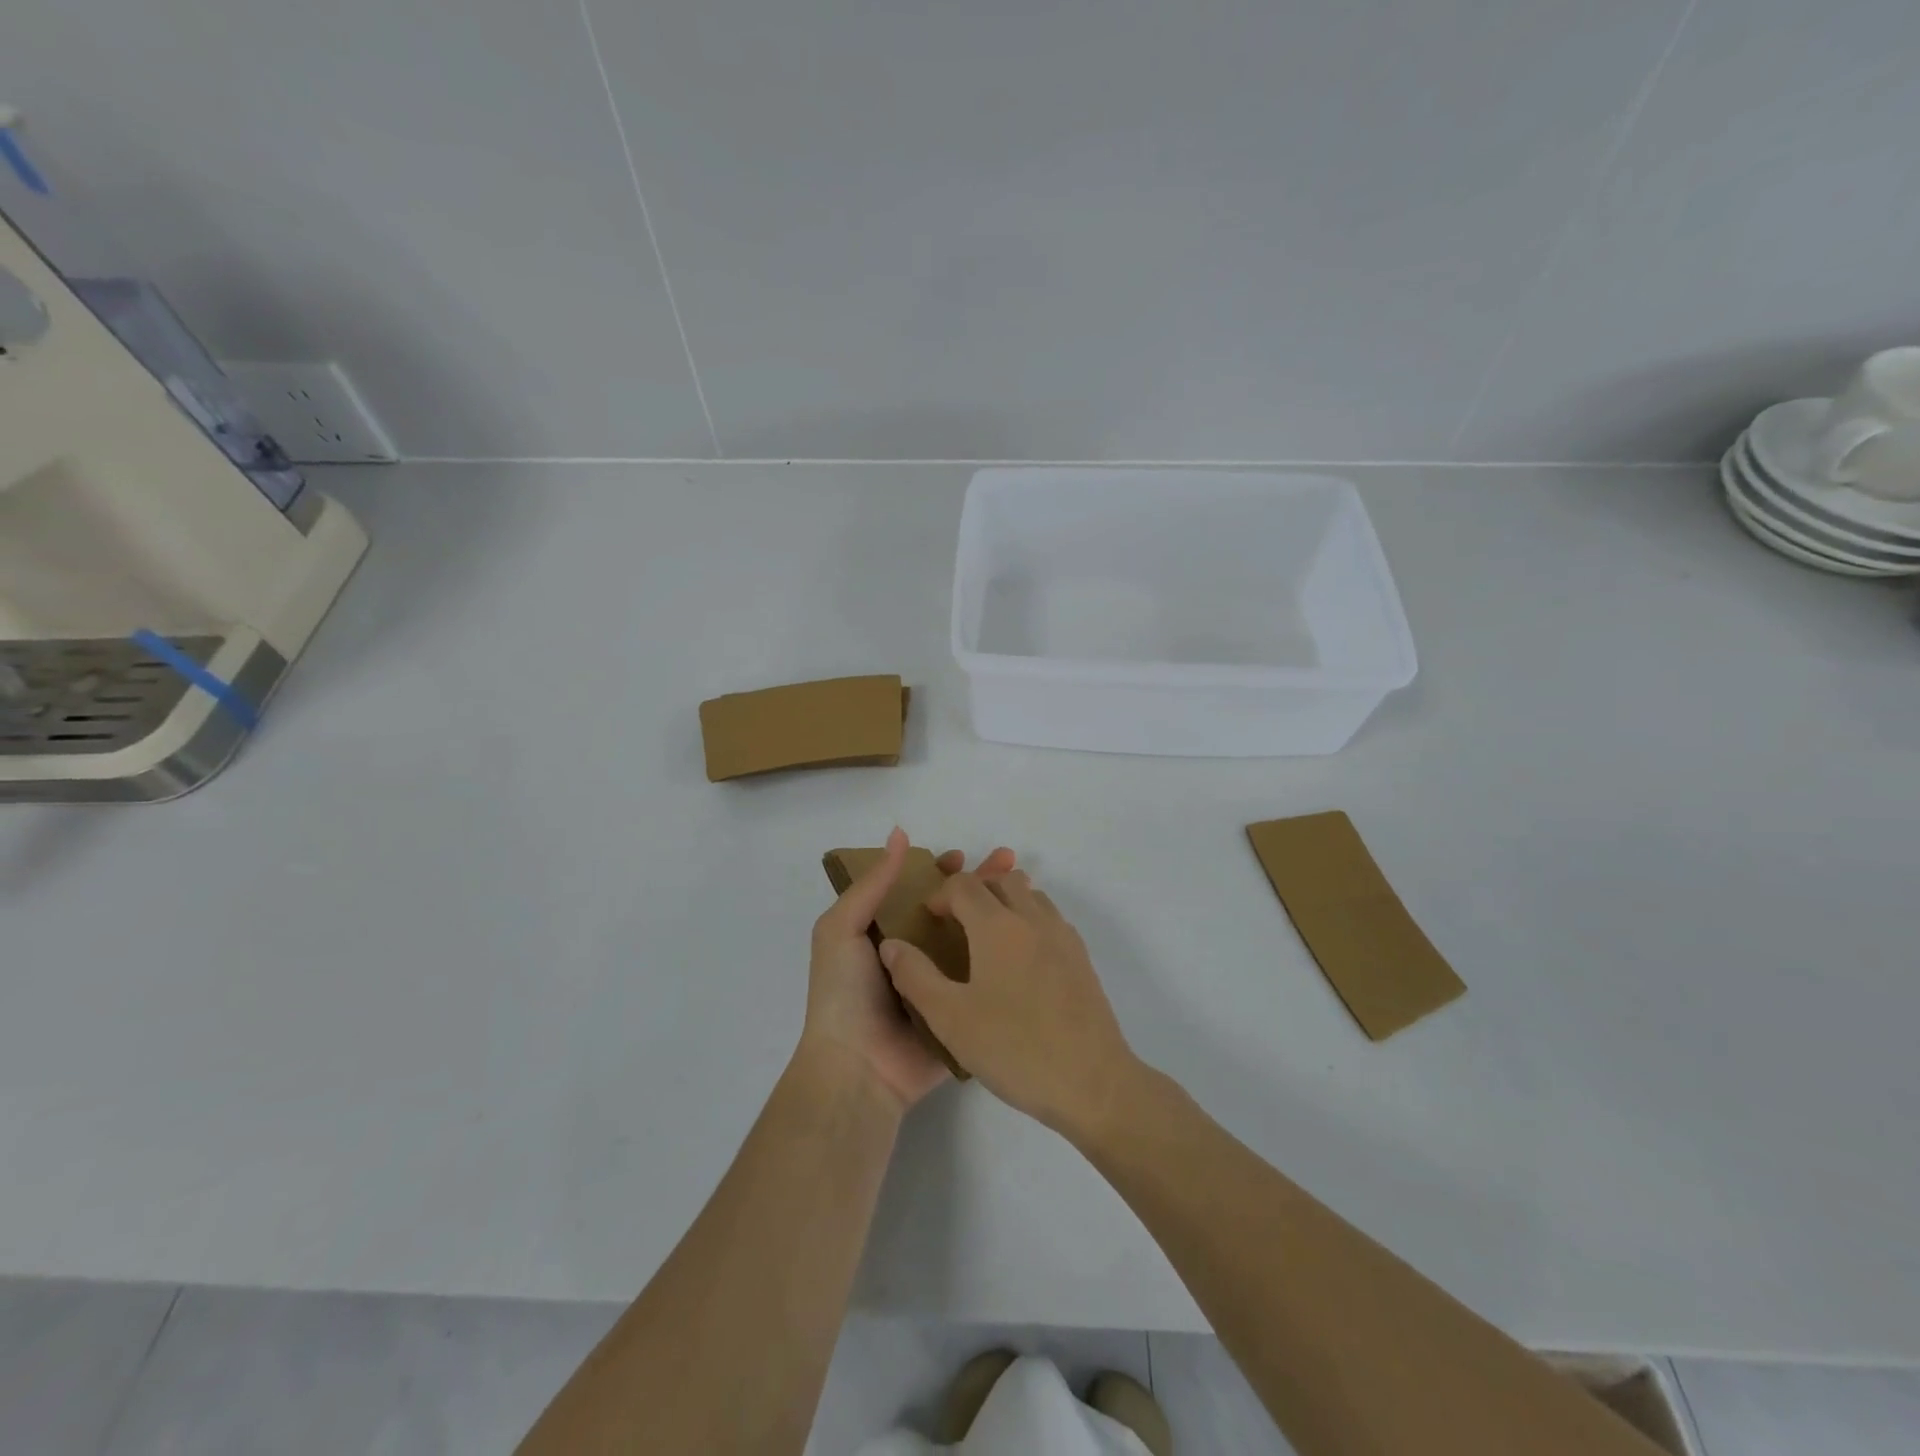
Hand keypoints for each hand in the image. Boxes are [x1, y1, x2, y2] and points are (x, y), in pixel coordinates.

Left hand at [801, 828, 1015, 1110]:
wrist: (859, 1069)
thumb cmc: (844, 994)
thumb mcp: (841, 929)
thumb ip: (871, 884)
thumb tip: (900, 834)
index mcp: (884, 932)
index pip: (917, 890)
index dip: (939, 871)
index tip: (962, 856)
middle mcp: (915, 953)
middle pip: (952, 909)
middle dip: (978, 884)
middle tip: (1010, 862)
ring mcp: (941, 982)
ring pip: (974, 939)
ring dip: (997, 914)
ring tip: (1027, 892)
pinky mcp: (962, 1009)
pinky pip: (986, 979)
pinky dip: (1007, 957)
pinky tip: (1032, 937)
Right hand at [878, 867, 1135, 1138]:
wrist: (1093, 1082)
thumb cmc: (1015, 1049)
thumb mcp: (950, 1019)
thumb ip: (915, 976)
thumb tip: (891, 944)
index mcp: (998, 926)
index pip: (964, 885)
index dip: (941, 894)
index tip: (929, 919)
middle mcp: (1033, 919)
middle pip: (1002, 880)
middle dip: (974, 890)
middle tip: (956, 922)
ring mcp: (1063, 936)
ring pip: (1030, 895)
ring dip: (1004, 901)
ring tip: (986, 939)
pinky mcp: (1081, 958)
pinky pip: (1050, 918)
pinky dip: (1029, 920)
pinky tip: (1020, 961)